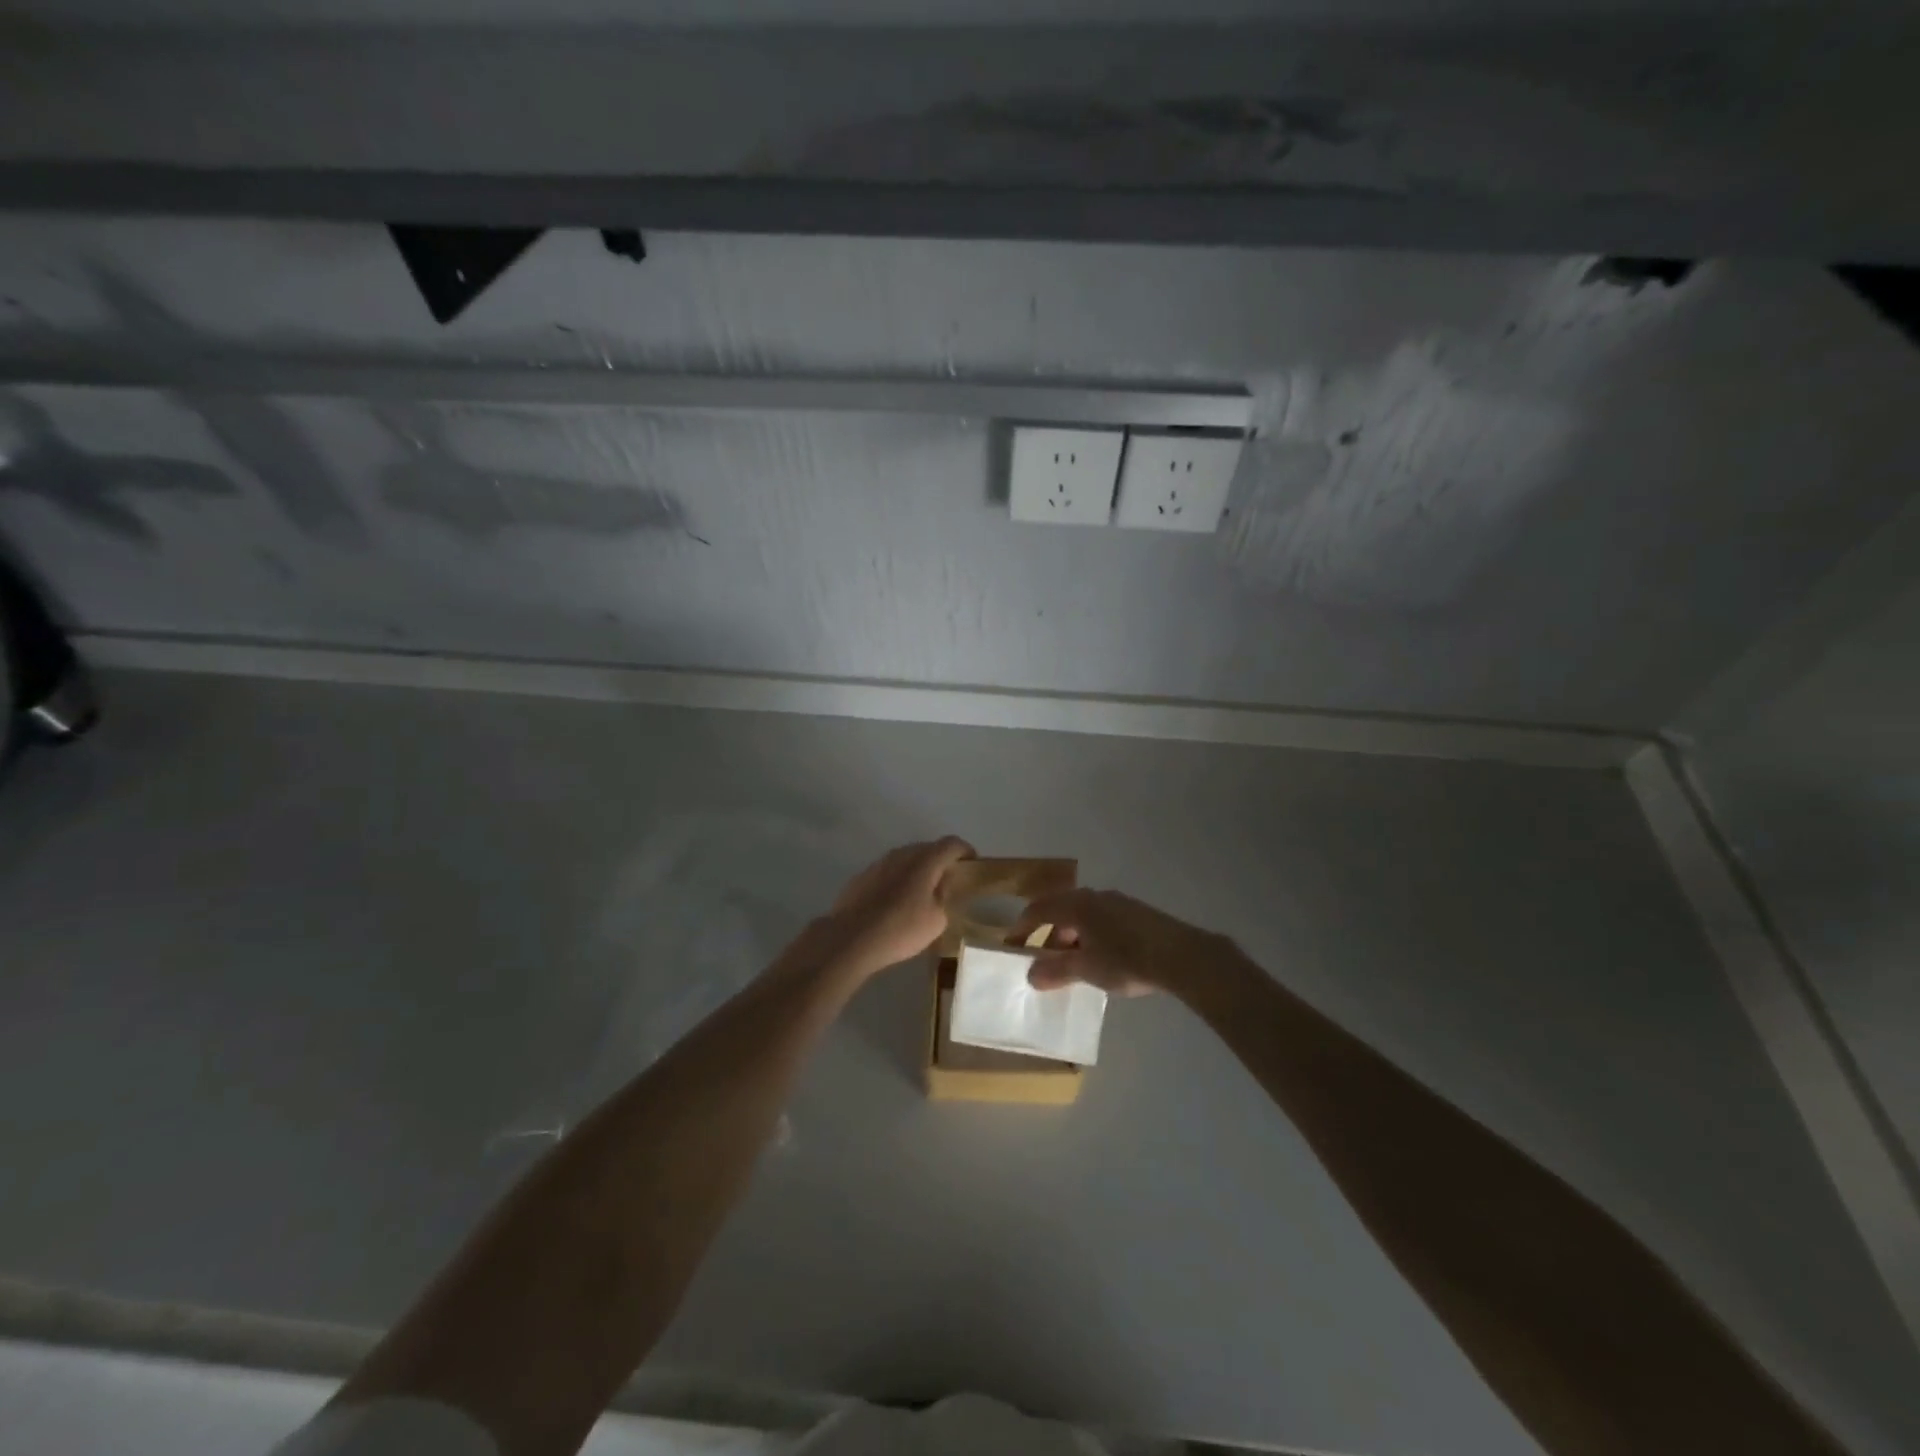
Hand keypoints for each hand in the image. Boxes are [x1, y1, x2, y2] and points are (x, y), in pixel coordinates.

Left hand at [814, 837, 974, 977]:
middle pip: (928, 848)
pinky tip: (896, 902)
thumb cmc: (901, 928)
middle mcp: (902, 854)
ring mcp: (879, 863)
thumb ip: (944, 897)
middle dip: (942, 860)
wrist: (851, 938)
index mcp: (925, 860)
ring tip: (922, 893)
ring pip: (906, 859)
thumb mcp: (937, 919)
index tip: (973, 865)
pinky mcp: (862, 876)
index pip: (952, 844)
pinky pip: (888, 871)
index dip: (966, 851)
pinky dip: (898, 879)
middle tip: (949, 881)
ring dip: (918, 870)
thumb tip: (941, 887)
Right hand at [1008, 888, 1232, 997]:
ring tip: (1073, 964)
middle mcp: (1094, 897)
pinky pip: (1102, 921)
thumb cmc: (1126, 960)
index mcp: (1077, 905)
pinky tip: (1101, 959)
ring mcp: (1118, 902)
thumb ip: (1056, 971)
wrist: (1181, 956)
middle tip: (1043, 960)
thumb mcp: (1086, 969)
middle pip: (1061, 911)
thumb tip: (1031, 975)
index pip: (1039, 909)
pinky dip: (1091, 937)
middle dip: (1048, 935)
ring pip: (1083, 916)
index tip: (1012, 945)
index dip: (1022, 927)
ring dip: (1071, 937)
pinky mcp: (1136, 913)